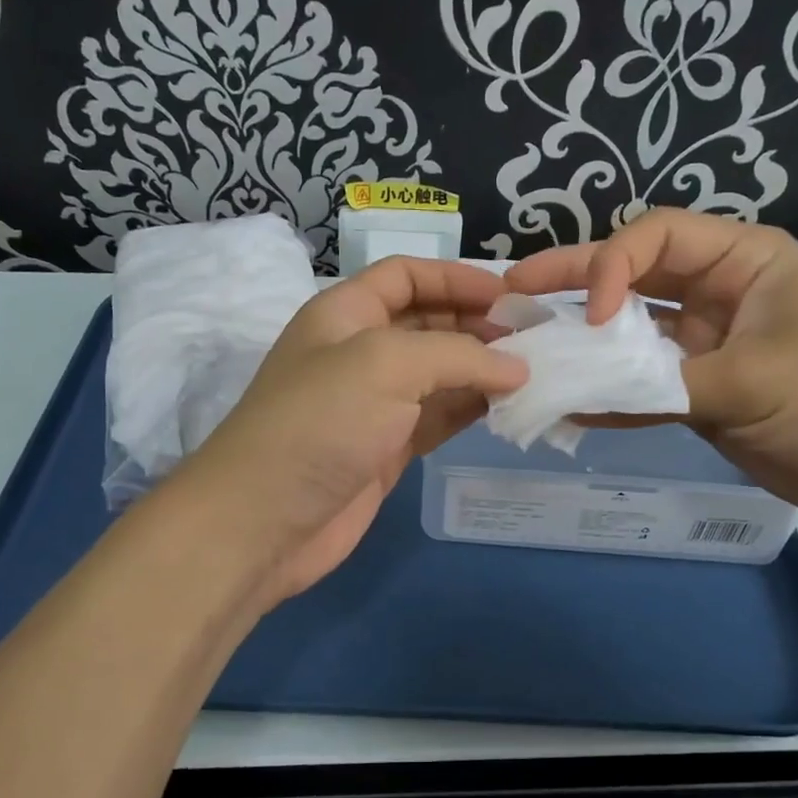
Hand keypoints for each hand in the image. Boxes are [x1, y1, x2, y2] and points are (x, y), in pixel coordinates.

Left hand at [168, 258, 526, 605]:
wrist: (264, 522)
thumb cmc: (320, 423)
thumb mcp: (386, 365)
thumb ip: (458, 355)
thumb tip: (517, 368)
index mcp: (345, 313)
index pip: (405, 275)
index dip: (456, 277)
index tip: (509, 295)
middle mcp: (360, 351)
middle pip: (428, 321)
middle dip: (477, 323)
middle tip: (533, 338)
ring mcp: (374, 403)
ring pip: (439, 372)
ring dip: (482, 369)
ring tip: (533, 371)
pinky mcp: (388, 448)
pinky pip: (439, 416)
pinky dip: (472, 408)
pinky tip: (508, 406)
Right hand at [505, 209, 797, 529]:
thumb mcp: (753, 379)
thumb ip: (660, 384)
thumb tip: (578, 394)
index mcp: (740, 261)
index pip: (656, 237)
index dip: (610, 265)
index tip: (592, 315)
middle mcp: (714, 293)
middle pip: (630, 276)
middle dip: (571, 281)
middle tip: (511, 288)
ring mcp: (702, 344)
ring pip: (628, 333)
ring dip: (582, 343)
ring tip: (525, 346)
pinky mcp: (696, 390)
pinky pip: (640, 384)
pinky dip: (607, 395)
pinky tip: (566, 405)